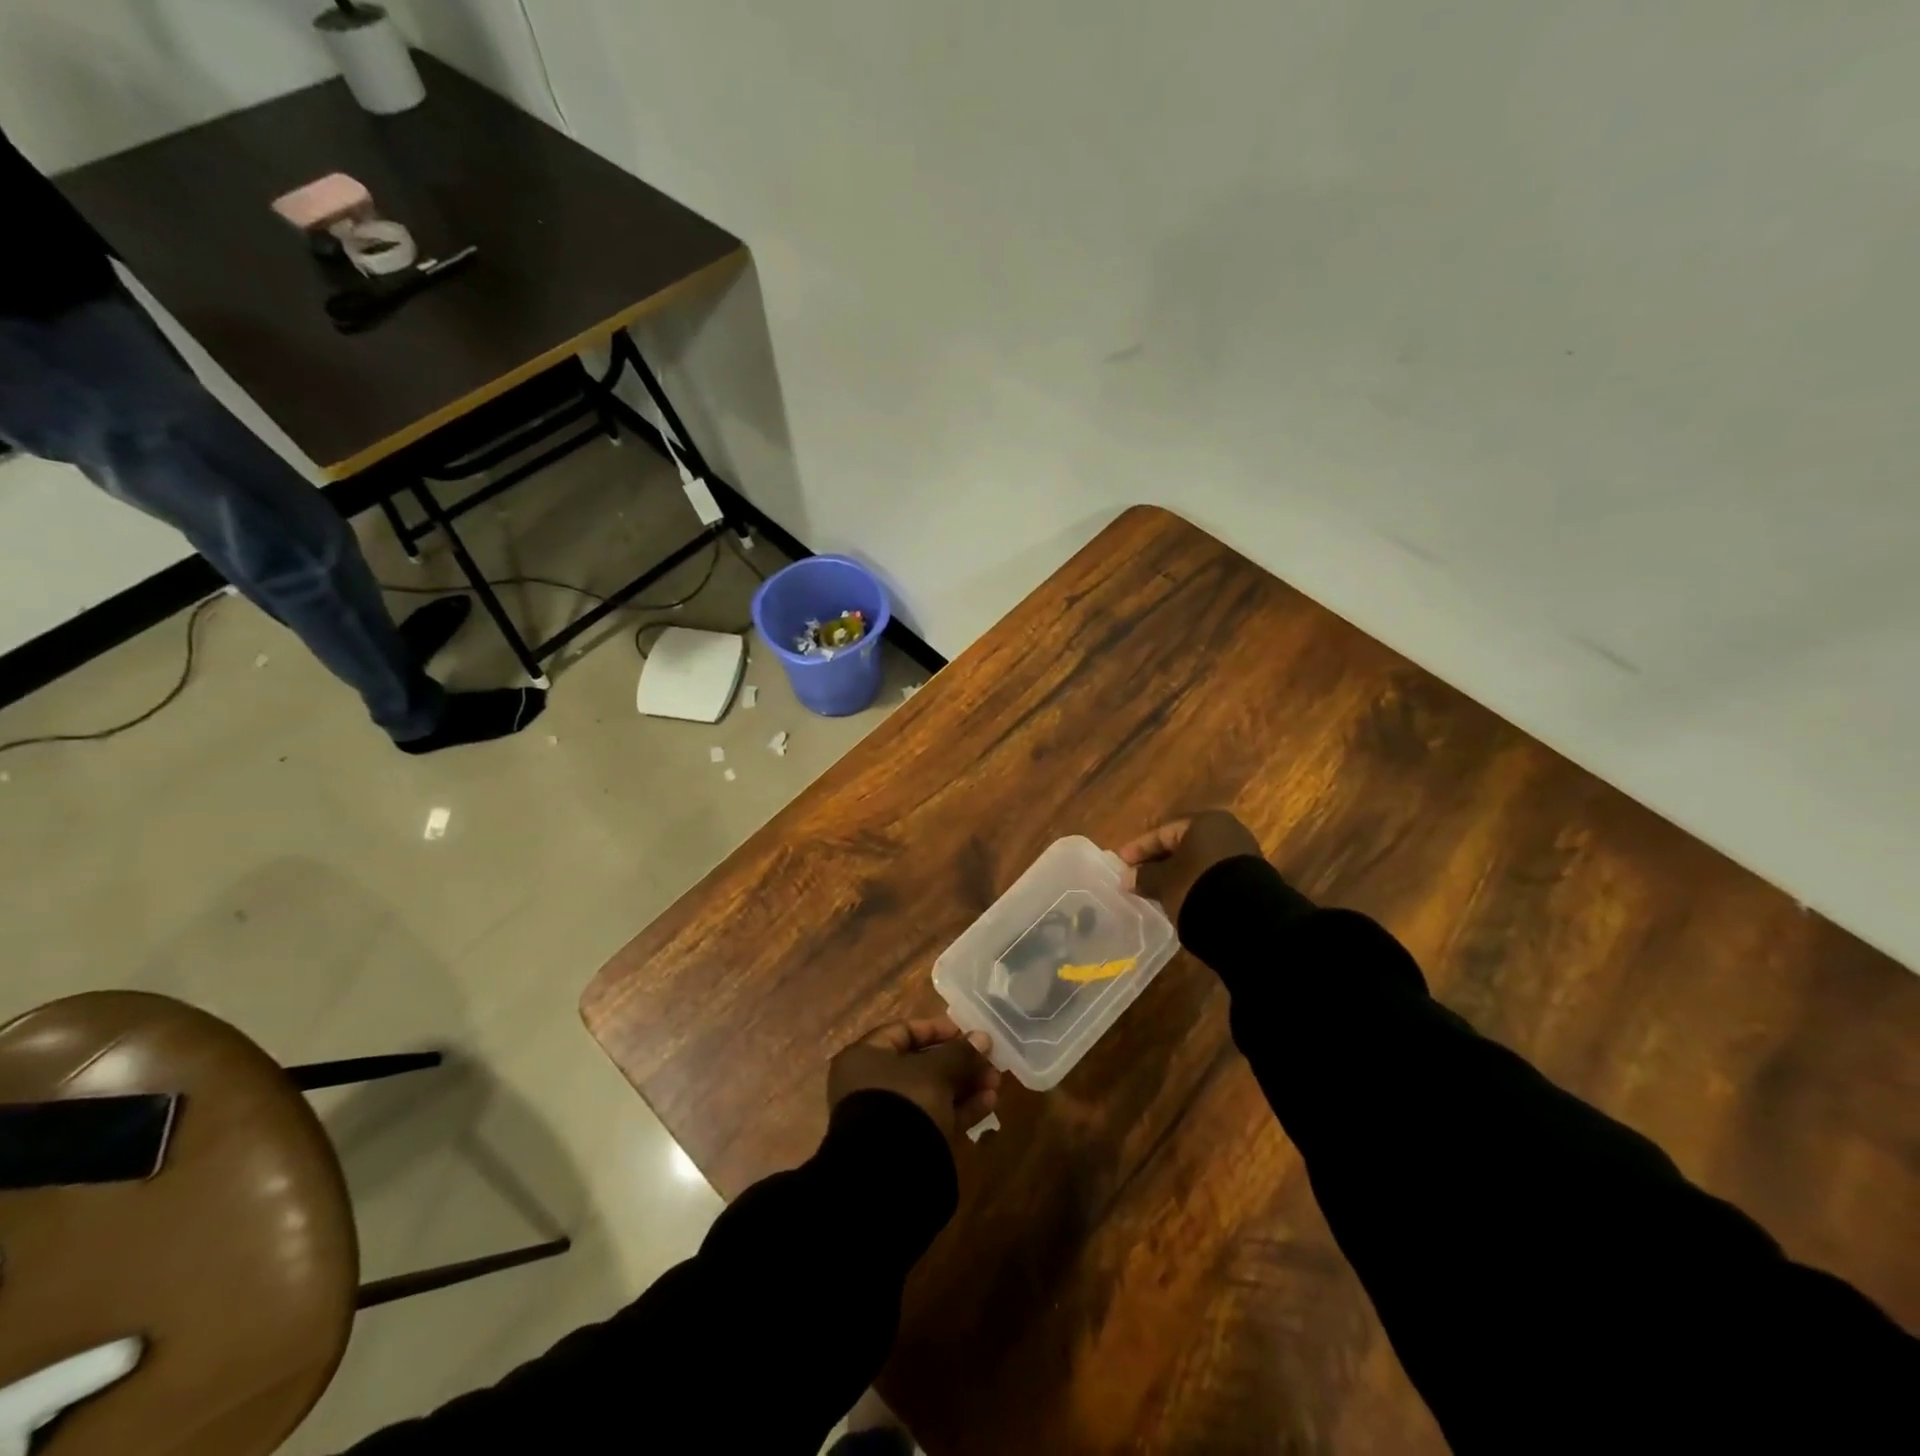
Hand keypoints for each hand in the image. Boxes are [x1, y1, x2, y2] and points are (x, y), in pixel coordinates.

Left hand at [828, 1015, 1001, 1137]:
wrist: (888, 1172)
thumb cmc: (905, 1101)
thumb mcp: (936, 1070)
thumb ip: (960, 1052)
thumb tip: (983, 1038)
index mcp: (865, 1057)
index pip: (903, 1032)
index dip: (936, 1029)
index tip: (967, 1033)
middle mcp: (871, 1085)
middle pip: (921, 1065)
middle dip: (959, 1063)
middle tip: (990, 1062)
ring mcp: (888, 1117)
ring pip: (932, 1093)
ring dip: (965, 1086)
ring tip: (996, 1084)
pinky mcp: (905, 1145)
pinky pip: (934, 1118)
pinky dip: (960, 1110)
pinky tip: (989, 1104)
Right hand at [1115, 810, 1263, 923]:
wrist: (1249, 919)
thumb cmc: (1197, 887)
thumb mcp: (1164, 882)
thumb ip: (1144, 876)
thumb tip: (1127, 877)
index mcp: (1203, 822)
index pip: (1162, 833)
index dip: (1138, 848)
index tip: (1121, 863)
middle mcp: (1226, 831)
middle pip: (1182, 845)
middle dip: (1159, 861)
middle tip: (1137, 876)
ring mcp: (1242, 854)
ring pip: (1198, 861)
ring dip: (1178, 873)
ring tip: (1157, 890)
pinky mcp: (1251, 878)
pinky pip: (1213, 875)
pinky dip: (1196, 883)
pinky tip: (1183, 897)